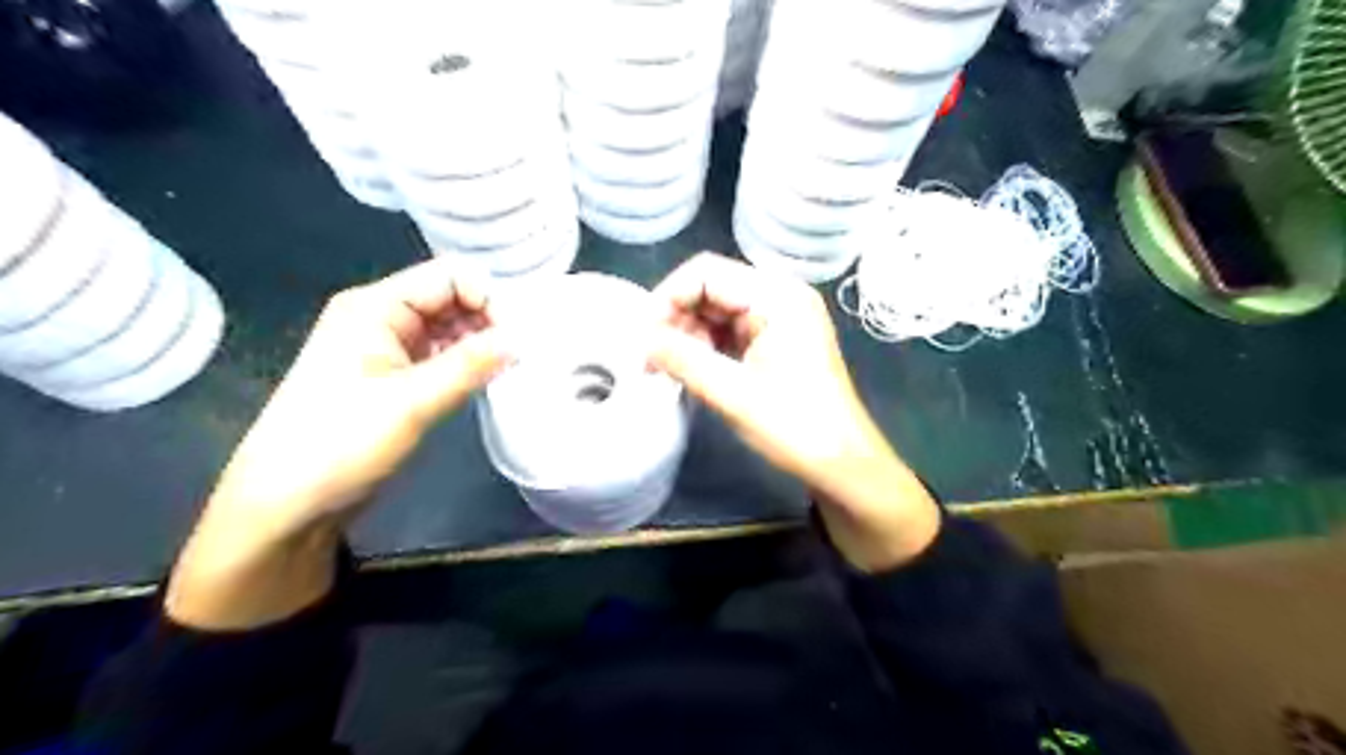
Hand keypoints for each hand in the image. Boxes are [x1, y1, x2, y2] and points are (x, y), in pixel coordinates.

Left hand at [167, 259, 505, 629]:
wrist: (286, 503)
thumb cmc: (339, 443)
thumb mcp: (411, 402)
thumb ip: (470, 365)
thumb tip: (521, 339)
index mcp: (375, 307)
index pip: (449, 277)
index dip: (488, 298)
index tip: (518, 338)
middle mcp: (381, 318)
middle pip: (451, 299)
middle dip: (489, 321)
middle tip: (522, 355)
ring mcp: (387, 348)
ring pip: (449, 329)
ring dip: (481, 343)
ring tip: (511, 369)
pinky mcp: (394, 378)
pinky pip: (441, 356)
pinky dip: (467, 363)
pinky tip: (488, 380)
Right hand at [651, 255, 937, 572]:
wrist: (843, 465)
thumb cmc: (795, 427)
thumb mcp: (732, 393)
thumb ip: (682, 360)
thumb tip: (641, 341)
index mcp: (777, 296)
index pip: (706, 272)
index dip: (668, 298)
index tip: (644, 338)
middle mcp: (780, 296)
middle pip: (711, 288)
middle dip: (676, 319)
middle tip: (651, 359)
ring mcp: (780, 318)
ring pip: (717, 310)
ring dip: (688, 335)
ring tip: (668, 370)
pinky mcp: (777, 341)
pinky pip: (731, 330)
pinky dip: (706, 346)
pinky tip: (691, 370)